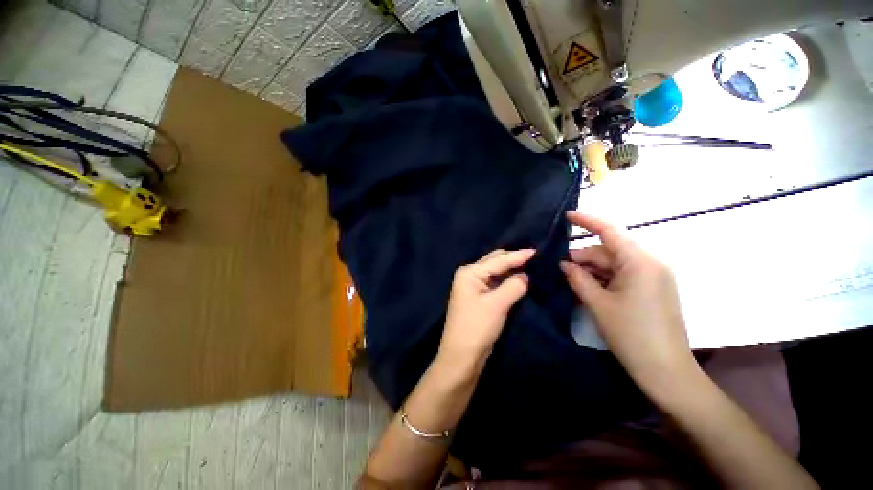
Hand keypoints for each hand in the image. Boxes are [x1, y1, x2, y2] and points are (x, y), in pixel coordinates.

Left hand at [438, 249, 534, 373]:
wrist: (461, 356)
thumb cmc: (476, 327)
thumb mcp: (497, 304)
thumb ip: (514, 286)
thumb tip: (527, 275)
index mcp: (470, 272)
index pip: (498, 260)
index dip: (518, 255)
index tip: (538, 250)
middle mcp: (470, 275)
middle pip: (495, 262)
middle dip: (514, 259)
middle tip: (536, 257)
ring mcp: (474, 286)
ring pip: (496, 272)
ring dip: (511, 270)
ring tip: (532, 265)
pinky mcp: (479, 297)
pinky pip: (496, 283)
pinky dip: (507, 281)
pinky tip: (520, 279)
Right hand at [559, 211, 696, 394]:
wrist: (665, 370)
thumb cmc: (631, 334)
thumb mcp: (598, 303)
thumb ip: (578, 278)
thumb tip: (564, 263)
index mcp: (639, 262)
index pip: (609, 231)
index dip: (587, 220)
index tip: (566, 215)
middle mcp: (650, 262)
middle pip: (609, 249)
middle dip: (583, 255)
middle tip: (559, 265)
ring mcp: (653, 276)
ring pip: (615, 262)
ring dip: (592, 267)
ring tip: (570, 276)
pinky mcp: (652, 288)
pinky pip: (623, 273)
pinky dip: (604, 276)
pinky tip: (587, 284)